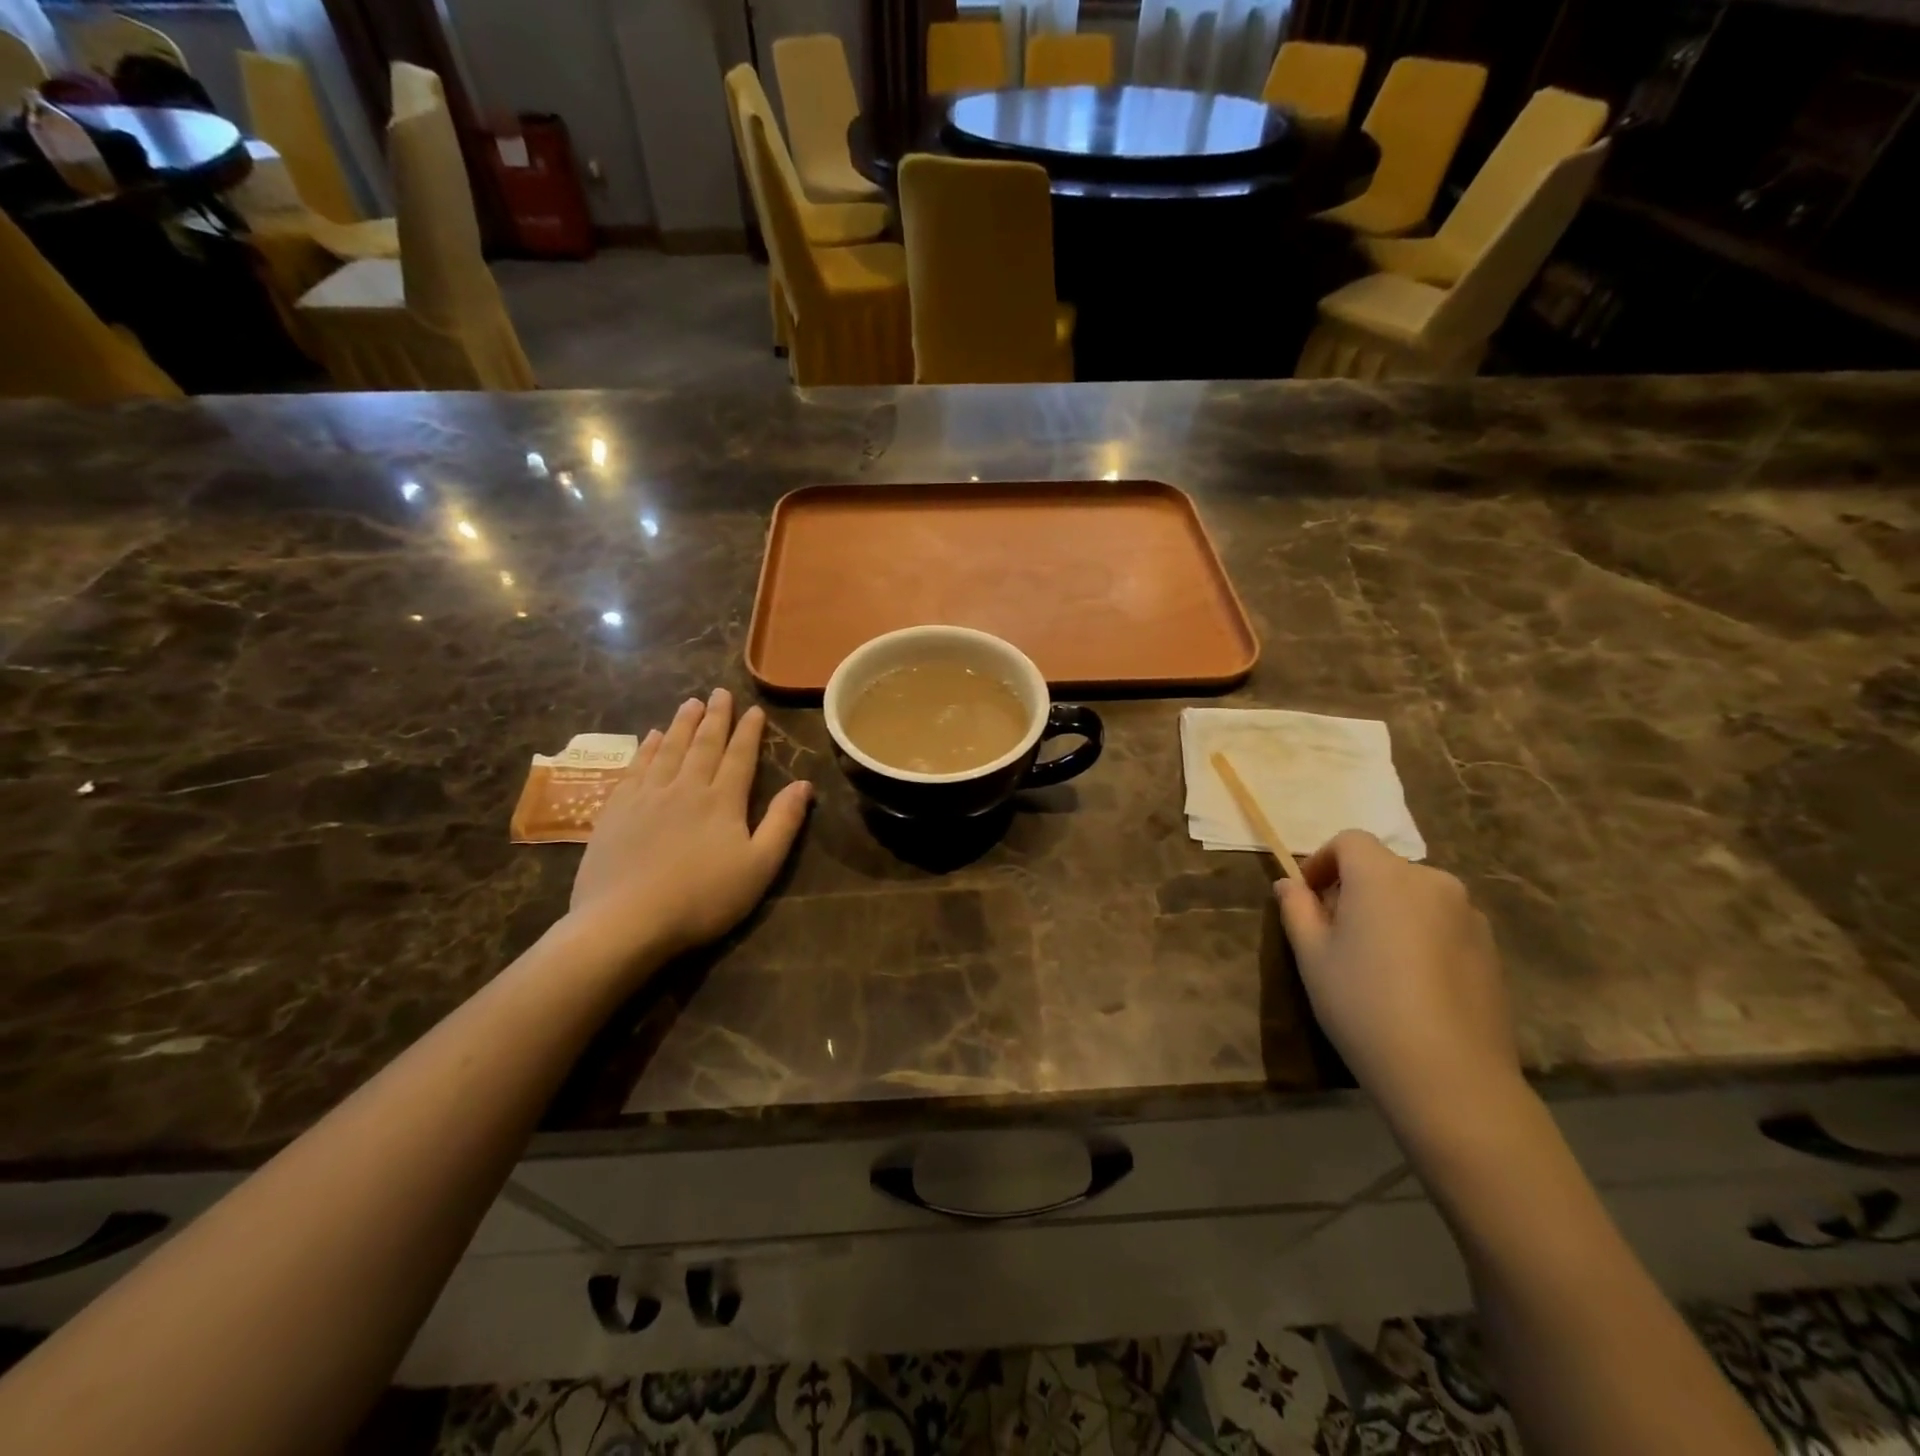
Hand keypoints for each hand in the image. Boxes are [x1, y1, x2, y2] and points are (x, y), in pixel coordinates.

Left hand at [567, 689, 810, 971]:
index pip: (740, 756)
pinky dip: (647, 748)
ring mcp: (647, 796)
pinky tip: (652, 737)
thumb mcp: (759, 867)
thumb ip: (783, 823)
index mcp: (722, 801)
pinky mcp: (616, 810)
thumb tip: (803, 784)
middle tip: (719, 692)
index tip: (754, 709)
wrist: (626, 921)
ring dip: (681, 724)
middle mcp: (685, 787)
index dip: (749, 732)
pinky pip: (636, 767)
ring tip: (689, 702)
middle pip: (703, 745)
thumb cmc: (702, 899)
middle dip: (715, 718)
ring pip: (669, 749)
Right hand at [1276, 831, 1521, 1139]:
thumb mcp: (1312, 956)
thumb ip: (1297, 909)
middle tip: (1335, 935)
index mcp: (1383, 876)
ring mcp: (1469, 915)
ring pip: (1414, 897)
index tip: (1307, 899)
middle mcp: (1432, 882)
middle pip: (1383, 868)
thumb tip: (1290, 884)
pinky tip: (1411, 983)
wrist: (1450, 1076)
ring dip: (1388, 911)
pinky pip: (1442, 923)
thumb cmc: (1364, 1005)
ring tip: (1374, 962)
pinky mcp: (1491, 948)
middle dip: (1354, 889)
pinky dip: (1419, 934)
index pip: (1349, 841)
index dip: (1322, 862)